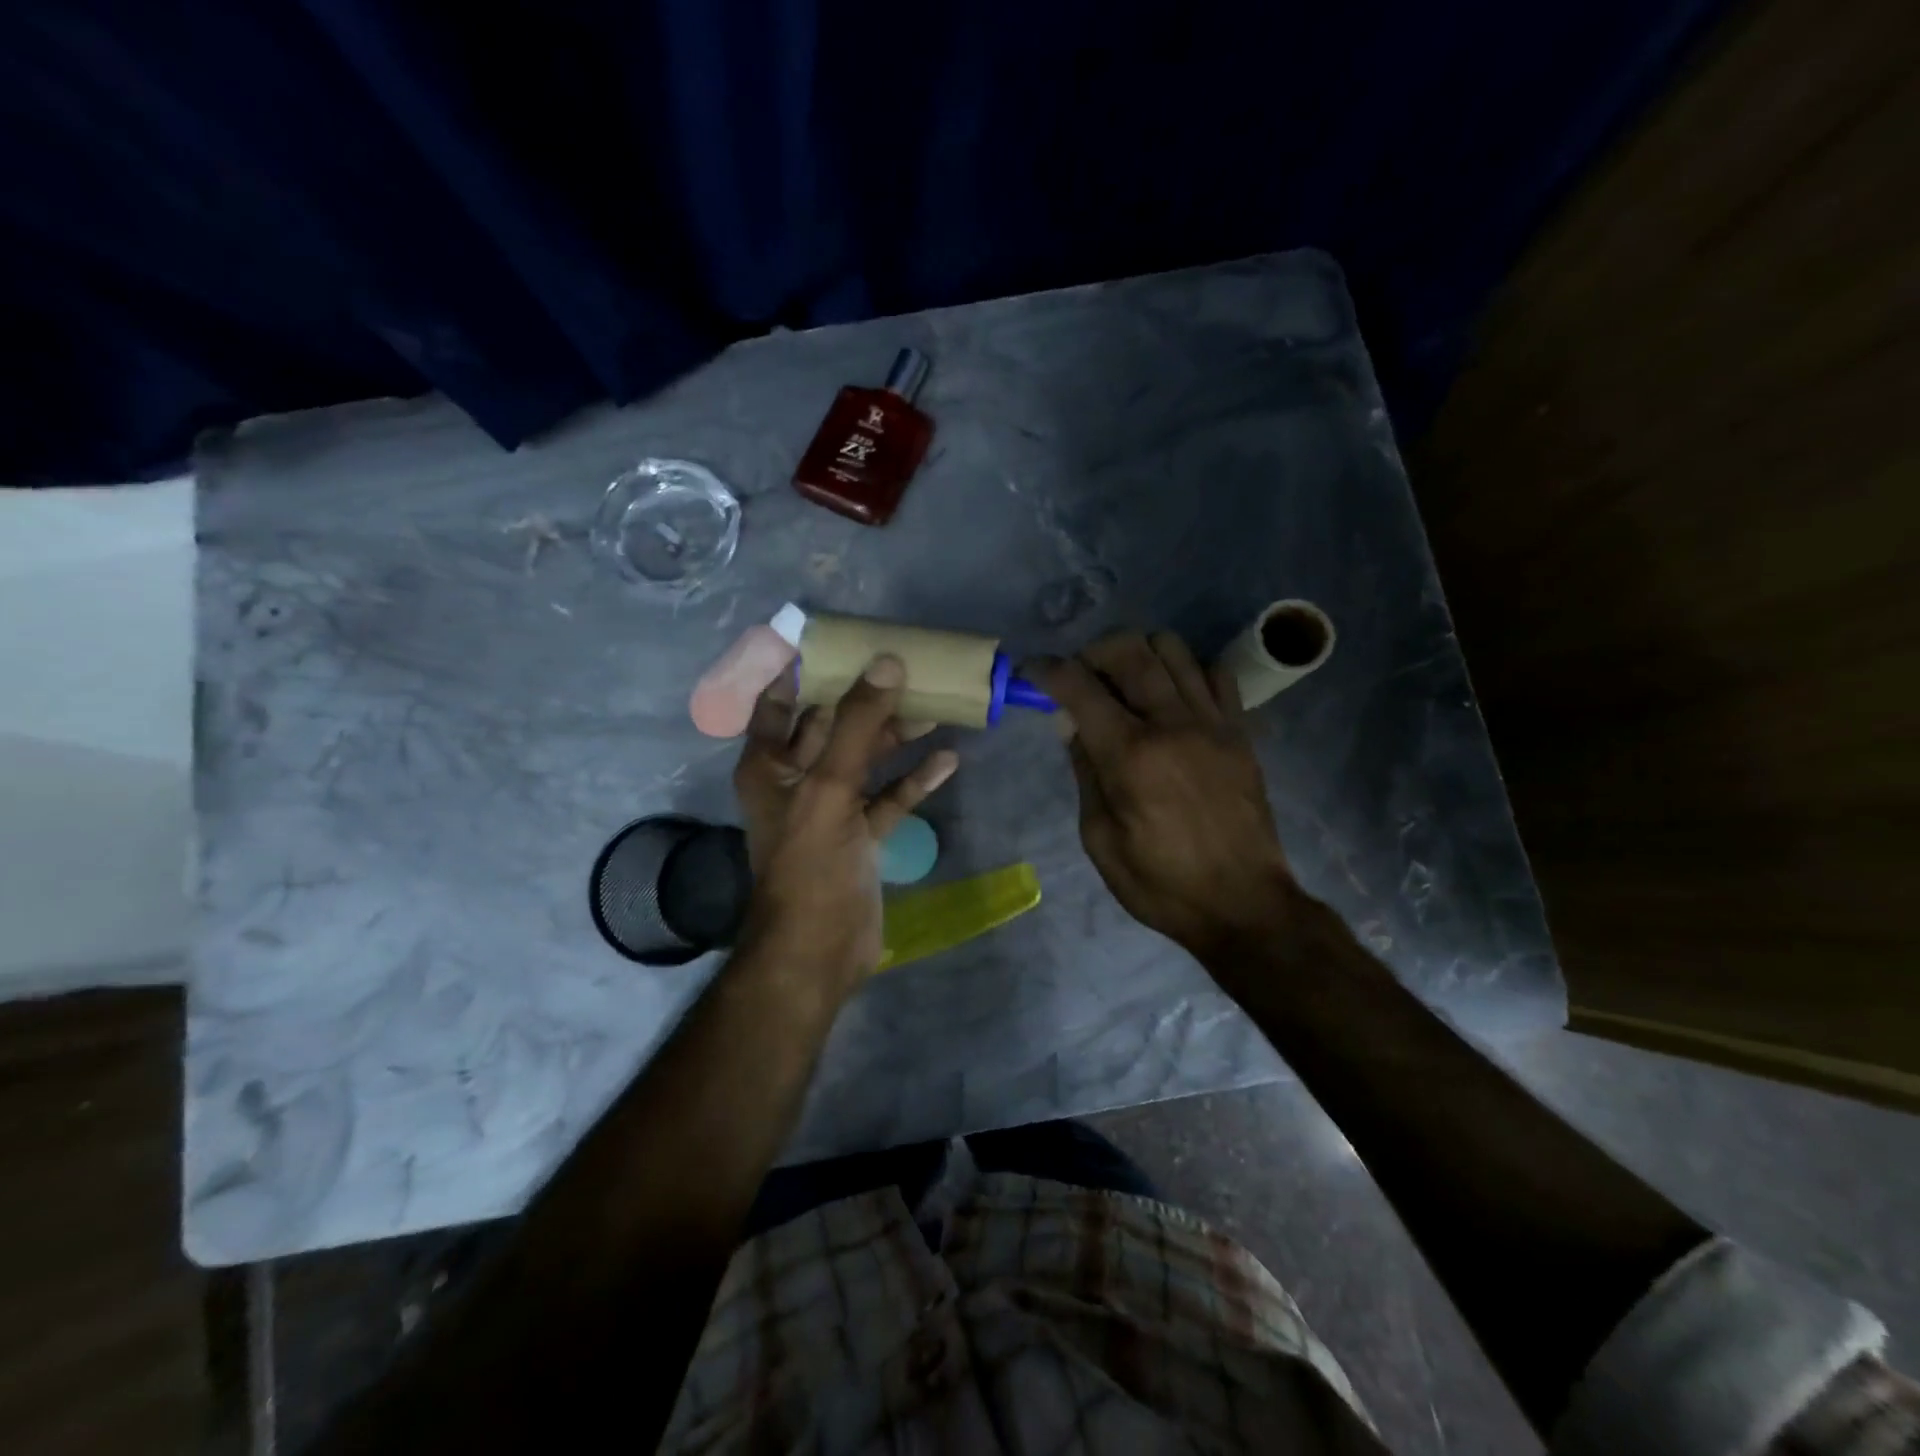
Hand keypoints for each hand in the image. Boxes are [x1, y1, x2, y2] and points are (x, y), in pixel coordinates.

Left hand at [732, 656, 958, 986]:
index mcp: (770, 764)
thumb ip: (856, 724)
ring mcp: (831, 809)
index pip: (777, 701)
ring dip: (896, 736)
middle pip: (831, 725)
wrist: (819, 951)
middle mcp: (796, 780)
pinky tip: (947, 761)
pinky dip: (913, 780)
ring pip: (864, 759)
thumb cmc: (810, 863)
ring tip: (937, 708)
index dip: (800, 669)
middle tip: (907, 667)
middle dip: (866, 698)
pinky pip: (888, 797)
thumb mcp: (829, 787)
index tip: (837, 638)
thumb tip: (886, 662)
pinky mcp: (860, 836)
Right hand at [1034, 631, 1298, 962]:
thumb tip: (1071, 723)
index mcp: (1130, 755)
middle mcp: (1172, 724)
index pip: (1079, 687)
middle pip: (1129, 650)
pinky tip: (1173, 698)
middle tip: (1080, 676)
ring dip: (1139, 653)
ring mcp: (1213, 723)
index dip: (1047, 671)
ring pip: (1173, 649)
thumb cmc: (1161, 883)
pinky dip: (1187, 671)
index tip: (1031, 671)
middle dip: (1092, 651)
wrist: (1244, 905)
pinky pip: (1215, 674)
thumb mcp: (1100, 839)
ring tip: (1126, 682)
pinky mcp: (1241, 732)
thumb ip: (1085, 772)